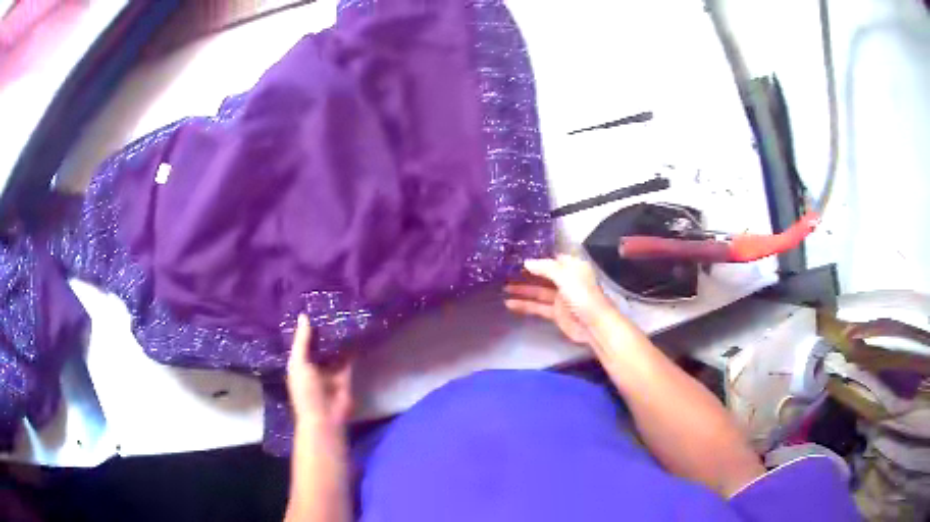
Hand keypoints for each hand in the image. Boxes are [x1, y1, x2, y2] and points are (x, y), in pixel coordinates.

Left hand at [287, 315, 352, 430]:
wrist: (325, 417)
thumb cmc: (306, 391)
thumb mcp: (299, 364)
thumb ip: (302, 341)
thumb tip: (304, 316)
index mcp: (298, 363)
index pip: (302, 342)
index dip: (305, 328)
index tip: (311, 307)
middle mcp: (314, 365)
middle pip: (319, 344)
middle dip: (323, 330)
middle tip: (330, 306)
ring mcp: (330, 370)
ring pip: (334, 349)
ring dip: (338, 337)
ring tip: (343, 313)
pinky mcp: (345, 374)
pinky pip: (348, 358)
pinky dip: (352, 347)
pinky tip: (355, 331)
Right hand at [504, 255, 613, 344]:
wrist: (594, 325)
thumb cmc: (582, 295)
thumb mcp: (565, 276)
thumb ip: (545, 268)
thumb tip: (526, 262)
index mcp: (572, 267)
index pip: (551, 258)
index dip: (535, 257)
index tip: (516, 255)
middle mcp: (566, 280)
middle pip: (542, 275)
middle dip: (525, 274)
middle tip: (504, 272)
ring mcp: (560, 297)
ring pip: (537, 291)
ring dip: (521, 289)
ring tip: (502, 287)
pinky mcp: (556, 313)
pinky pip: (537, 306)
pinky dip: (524, 305)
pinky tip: (509, 303)